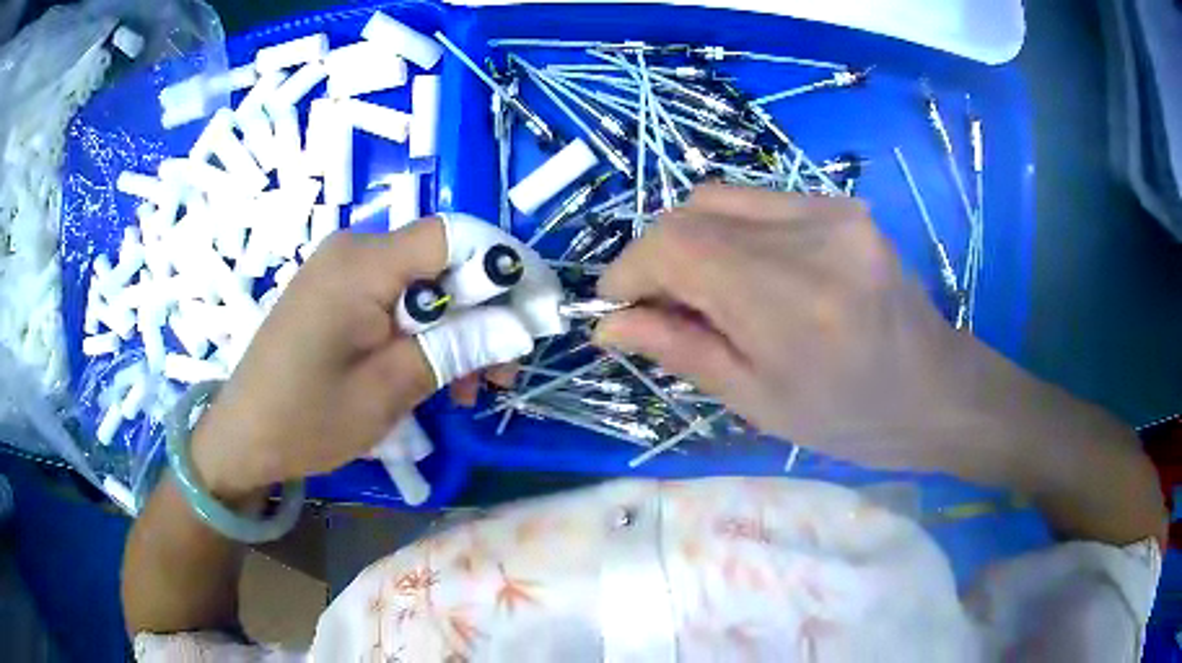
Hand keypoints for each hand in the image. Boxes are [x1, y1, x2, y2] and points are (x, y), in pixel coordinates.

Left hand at [190, 218, 527, 498]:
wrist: (242, 437)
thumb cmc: (307, 419)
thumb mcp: (389, 389)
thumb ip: (456, 347)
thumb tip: (519, 325)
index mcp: (363, 263)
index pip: (456, 236)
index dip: (505, 267)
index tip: (535, 315)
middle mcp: (354, 250)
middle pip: (442, 261)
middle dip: (481, 312)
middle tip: (502, 372)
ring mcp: (342, 270)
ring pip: (423, 284)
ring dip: (455, 329)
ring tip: (470, 388)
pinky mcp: (336, 293)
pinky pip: (395, 299)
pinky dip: (422, 332)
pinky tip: (433, 373)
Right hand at [595, 185, 1005, 475]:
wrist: (935, 390)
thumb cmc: (850, 418)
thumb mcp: (757, 400)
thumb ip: (680, 350)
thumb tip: (609, 324)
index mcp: (788, 300)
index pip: (674, 245)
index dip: (629, 270)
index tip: (616, 306)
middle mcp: (808, 235)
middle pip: (691, 211)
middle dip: (658, 256)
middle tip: (662, 305)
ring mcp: (830, 210)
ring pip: (720, 197)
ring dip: (692, 239)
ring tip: (706, 289)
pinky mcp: (841, 204)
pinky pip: (759, 200)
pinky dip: (732, 230)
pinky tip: (750, 273)